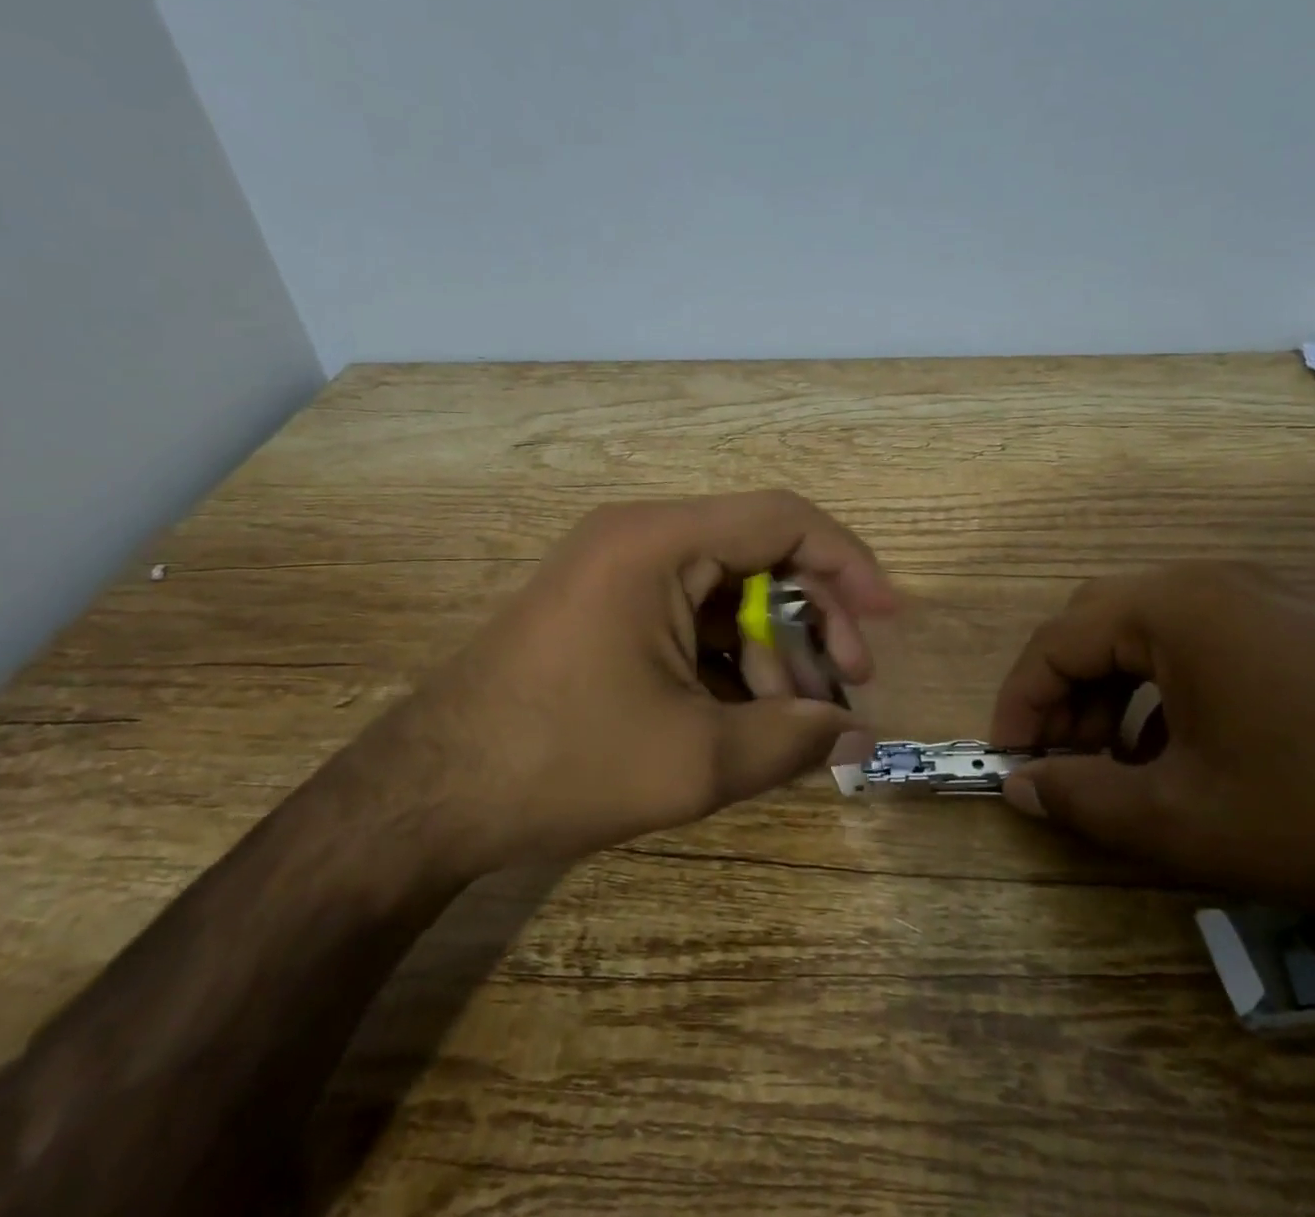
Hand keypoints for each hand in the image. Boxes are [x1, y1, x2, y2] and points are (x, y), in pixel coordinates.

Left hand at [372, 491, 895, 867]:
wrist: (424, 796)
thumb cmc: (562, 762)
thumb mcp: (695, 759)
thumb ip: (794, 740)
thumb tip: (862, 735)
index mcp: (660, 542)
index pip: (784, 518)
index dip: (848, 563)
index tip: (889, 619)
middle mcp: (640, 536)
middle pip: (760, 552)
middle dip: (814, 616)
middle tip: (847, 683)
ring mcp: (617, 568)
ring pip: (727, 588)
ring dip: (772, 645)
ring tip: (793, 716)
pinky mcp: (604, 605)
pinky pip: (690, 612)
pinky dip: (729, 655)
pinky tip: (746, 711)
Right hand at [990, 562, 1314, 923]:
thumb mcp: (1180, 820)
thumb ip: (1080, 800)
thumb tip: (1018, 788)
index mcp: (1173, 607)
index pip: (1057, 639)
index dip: (1020, 700)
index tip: (1007, 758)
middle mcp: (1211, 583)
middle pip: (1099, 624)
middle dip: (1064, 692)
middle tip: (1055, 758)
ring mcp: (1263, 599)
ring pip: (1150, 634)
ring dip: (1113, 692)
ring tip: (1111, 763)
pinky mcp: (1301, 627)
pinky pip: (1202, 645)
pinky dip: (1166, 691)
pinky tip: (1179, 752)